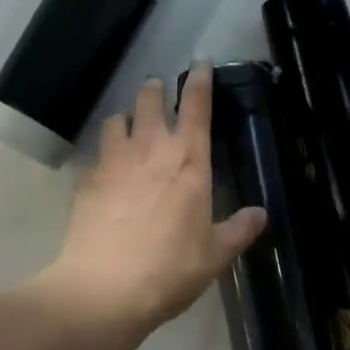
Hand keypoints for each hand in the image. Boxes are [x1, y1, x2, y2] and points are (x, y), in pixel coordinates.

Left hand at [45, 61, 265, 343]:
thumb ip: (238, 230)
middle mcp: (151, 146)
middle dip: (155, 90)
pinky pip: (95, 153)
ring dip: (125, 118)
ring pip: (118, 117)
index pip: (196, 102)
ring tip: (127, 127)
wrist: (104, 288)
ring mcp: (115, 157)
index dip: (200, 77)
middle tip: (158, 93)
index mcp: (188, 157)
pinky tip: (102, 172)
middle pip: (150, 97)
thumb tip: (261, 214)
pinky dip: (101, 156)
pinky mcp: (88, 176)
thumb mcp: (213, 255)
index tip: (201, 61)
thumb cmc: (169, 268)